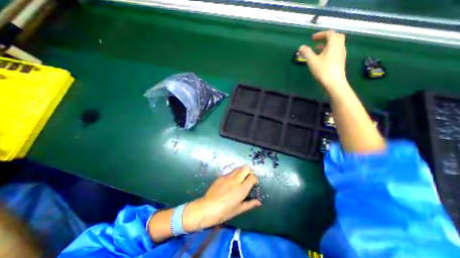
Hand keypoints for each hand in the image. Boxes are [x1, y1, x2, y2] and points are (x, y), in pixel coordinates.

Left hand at [183, 167, 261, 230]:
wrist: (208, 207)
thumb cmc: (224, 212)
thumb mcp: (238, 209)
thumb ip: (250, 204)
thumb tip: (259, 202)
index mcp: (242, 189)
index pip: (252, 177)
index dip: (255, 178)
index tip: (254, 182)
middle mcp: (236, 180)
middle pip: (246, 168)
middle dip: (249, 171)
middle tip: (248, 177)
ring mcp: (228, 177)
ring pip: (238, 168)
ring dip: (242, 171)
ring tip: (241, 178)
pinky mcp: (221, 176)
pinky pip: (230, 173)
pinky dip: (234, 174)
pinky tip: (231, 182)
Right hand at [301, 30, 346, 90]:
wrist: (333, 82)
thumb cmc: (322, 70)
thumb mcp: (312, 60)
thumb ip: (306, 52)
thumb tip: (301, 47)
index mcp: (334, 43)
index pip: (329, 33)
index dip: (320, 34)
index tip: (312, 38)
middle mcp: (340, 46)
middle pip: (335, 37)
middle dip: (326, 37)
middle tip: (317, 41)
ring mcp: (341, 53)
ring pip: (336, 44)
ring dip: (327, 44)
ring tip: (318, 50)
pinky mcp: (340, 60)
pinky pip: (335, 51)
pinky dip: (329, 50)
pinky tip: (322, 57)